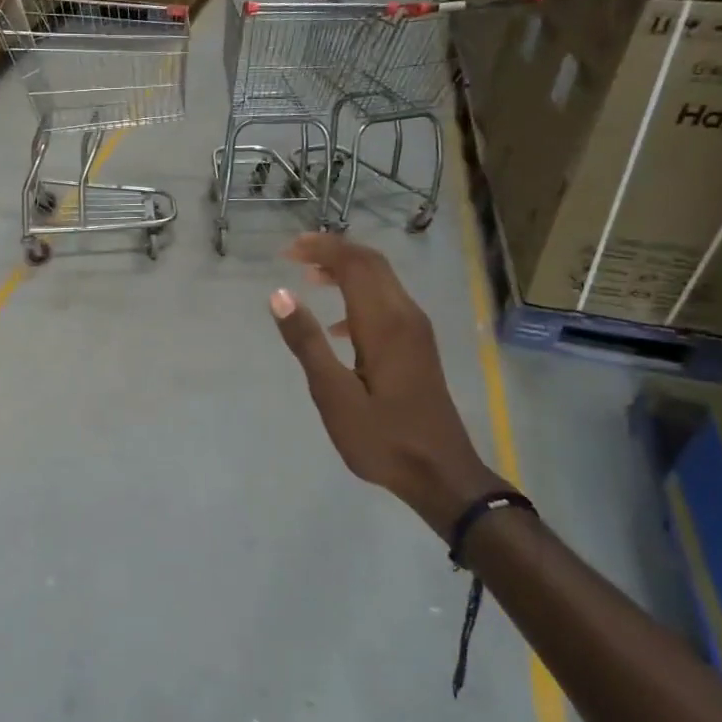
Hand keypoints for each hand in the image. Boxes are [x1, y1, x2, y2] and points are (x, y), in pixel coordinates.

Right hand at [270, 233, 505, 531]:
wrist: (440, 473)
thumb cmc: (382, 437)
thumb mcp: (333, 395)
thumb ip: (307, 342)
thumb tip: (280, 294)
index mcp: (385, 324)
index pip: (354, 265)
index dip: (321, 249)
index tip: (286, 250)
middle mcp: (406, 317)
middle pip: (372, 264)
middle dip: (334, 251)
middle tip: (294, 254)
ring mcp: (416, 332)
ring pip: (382, 282)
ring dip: (347, 271)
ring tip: (310, 278)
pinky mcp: (418, 347)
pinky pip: (387, 303)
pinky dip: (359, 296)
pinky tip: (338, 326)